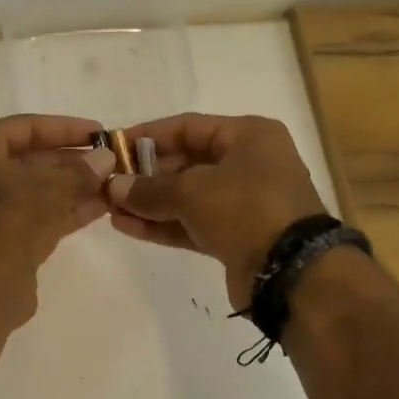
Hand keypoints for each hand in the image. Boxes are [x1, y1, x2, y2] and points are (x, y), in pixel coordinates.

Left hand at [0, 114, 115, 324]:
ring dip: (70, 188)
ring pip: (30, 191)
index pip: (24, 127)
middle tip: (109, 162)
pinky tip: (98, 209)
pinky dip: (60, 211)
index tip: (100, 133)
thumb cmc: (8, 217)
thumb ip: (81, 170)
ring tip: (111, 185)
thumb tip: (106, 159)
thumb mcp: (51, 186)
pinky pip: (30, 217)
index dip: (66, 129)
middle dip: (71, 162)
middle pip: (26, 160)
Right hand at [106, 113, 330, 309]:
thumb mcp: (193, 191)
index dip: (149, 136)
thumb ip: (149, 188)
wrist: (290, 271)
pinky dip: (162, 224)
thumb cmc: (246, 209)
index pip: (189, 127)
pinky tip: (127, 226)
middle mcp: (249, 164)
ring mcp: (243, 203)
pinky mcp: (234, 237)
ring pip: (187, 197)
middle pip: (187, 162)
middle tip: (108, 183)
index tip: (114, 147)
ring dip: (149, 202)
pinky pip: (191, 224)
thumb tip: (113, 187)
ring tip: (109, 208)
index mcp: (249, 136)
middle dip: (146, 174)